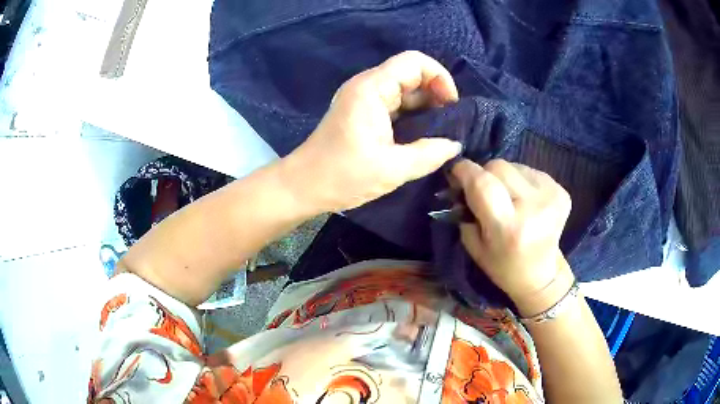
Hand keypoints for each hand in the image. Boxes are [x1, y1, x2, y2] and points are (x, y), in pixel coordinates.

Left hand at [282, 51, 462, 212]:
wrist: (303, 186)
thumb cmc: (342, 176)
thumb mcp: (392, 169)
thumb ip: (429, 154)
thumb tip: (454, 144)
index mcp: (372, 89)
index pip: (414, 62)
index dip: (439, 77)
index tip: (451, 106)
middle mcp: (366, 85)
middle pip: (410, 73)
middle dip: (435, 93)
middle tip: (449, 123)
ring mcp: (362, 98)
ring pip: (403, 89)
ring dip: (425, 106)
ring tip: (440, 131)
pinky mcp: (361, 111)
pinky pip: (394, 103)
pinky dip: (412, 114)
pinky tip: (422, 135)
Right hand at [451, 159, 573, 308]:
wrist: (541, 274)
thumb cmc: (503, 266)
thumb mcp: (475, 246)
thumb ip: (466, 211)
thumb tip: (461, 180)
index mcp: (509, 228)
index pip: (483, 184)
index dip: (465, 171)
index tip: (455, 170)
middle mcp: (533, 208)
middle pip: (498, 167)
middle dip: (484, 174)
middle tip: (481, 188)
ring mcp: (551, 197)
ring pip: (514, 166)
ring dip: (504, 177)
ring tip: (507, 198)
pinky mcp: (560, 191)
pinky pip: (529, 171)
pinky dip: (520, 180)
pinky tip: (522, 199)